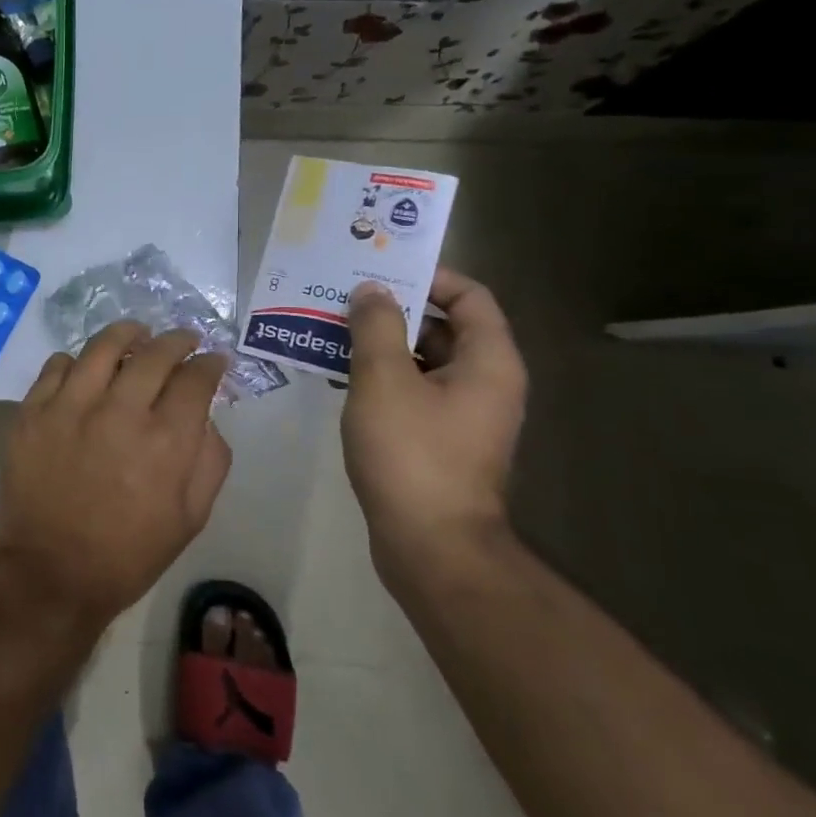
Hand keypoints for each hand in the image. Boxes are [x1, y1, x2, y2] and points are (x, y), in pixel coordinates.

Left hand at [0, 323, 232, 626]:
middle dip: (177, 340)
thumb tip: (205, 415)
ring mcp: (70, 407)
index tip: (214, 361)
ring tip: (136, 333)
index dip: (210, 364)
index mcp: (166, 441)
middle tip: (183, 339)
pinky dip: (78, 360)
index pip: (196, 379)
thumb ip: (209, 459)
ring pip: (103, 346)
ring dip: (127, 333)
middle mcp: (120, 411)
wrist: (51, 573)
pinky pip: (58, 365)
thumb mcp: (191, 518)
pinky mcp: (33, 411)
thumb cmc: (128, 553)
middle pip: (155, 353)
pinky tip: (86, 368)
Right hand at [341, 269, 526, 580]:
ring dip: (378, 345)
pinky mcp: (437, 441)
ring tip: (327, 332)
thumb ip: (376, 327)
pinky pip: (410, 392)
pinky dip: (378, 379)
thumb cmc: (412, 454)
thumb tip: (371, 290)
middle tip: (341, 298)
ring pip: (420, 362)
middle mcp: (484, 383)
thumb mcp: (384, 381)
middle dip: (391, 310)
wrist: (431, 547)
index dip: (428, 276)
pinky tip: (335, 377)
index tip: (378, 270)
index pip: (469, 296)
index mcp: (488, 362)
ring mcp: (461, 415)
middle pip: (442, 327)